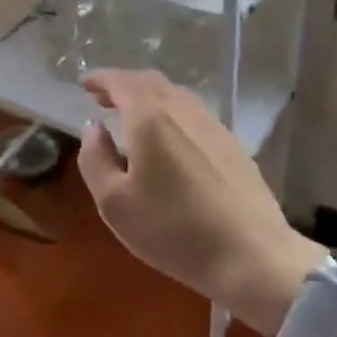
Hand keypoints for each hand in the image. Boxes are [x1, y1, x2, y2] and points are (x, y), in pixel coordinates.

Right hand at [78, 69, 321, 334]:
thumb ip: (95, 158)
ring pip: (176, 94)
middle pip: (150, 82)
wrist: (252, 257)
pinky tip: (169, 138)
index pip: (121, 82)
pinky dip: (172, 112)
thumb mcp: (114, 203)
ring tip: (133, 116)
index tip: (84, 85)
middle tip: (103, 98)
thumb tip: (94, 127)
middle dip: (123, 84)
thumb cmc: (173, 230)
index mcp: (150, 119)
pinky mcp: (233, 145)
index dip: (100, 79)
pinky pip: (194, 113)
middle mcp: (182, 111)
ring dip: (149, 97)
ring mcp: (213, 125)